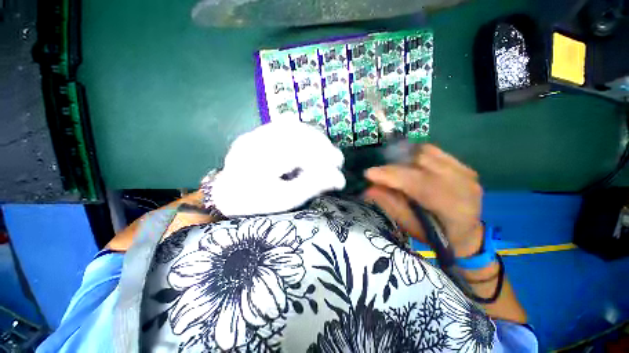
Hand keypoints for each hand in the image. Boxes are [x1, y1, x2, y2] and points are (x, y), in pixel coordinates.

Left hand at [211, 122, 344, 215]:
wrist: (226, 195)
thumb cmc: (257, 203)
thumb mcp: (285, 200)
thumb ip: (312, 187)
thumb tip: (338, 178)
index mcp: (258, 164)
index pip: (298, 152)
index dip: (323, 156)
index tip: (338, 166)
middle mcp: (253, 143)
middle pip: (296, 134)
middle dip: (322, 145)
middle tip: (335, 158)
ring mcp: (253, 134)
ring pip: (291, 126)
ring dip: (314, 137)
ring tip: (325, 150)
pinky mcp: (255, 132)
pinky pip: (283, 126)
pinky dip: (302, 133)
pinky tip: (310, 143)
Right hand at [363, 144, 482, 256]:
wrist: (468, 233)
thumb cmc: (437, 236)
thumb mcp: (410, 226)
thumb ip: (391, 205)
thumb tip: (369, 188)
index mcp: (453, 207)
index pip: (418, 183)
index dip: (391, 176)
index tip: (369, 173)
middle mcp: (463, 184)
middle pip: (421, 162)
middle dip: (394, 165)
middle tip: (379, 172)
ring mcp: (466, 172)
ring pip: (426, 152)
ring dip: (404, 158)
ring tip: (392, 168)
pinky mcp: (463, 165)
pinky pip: (433, 151)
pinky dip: (415, 155)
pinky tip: (407, 163)